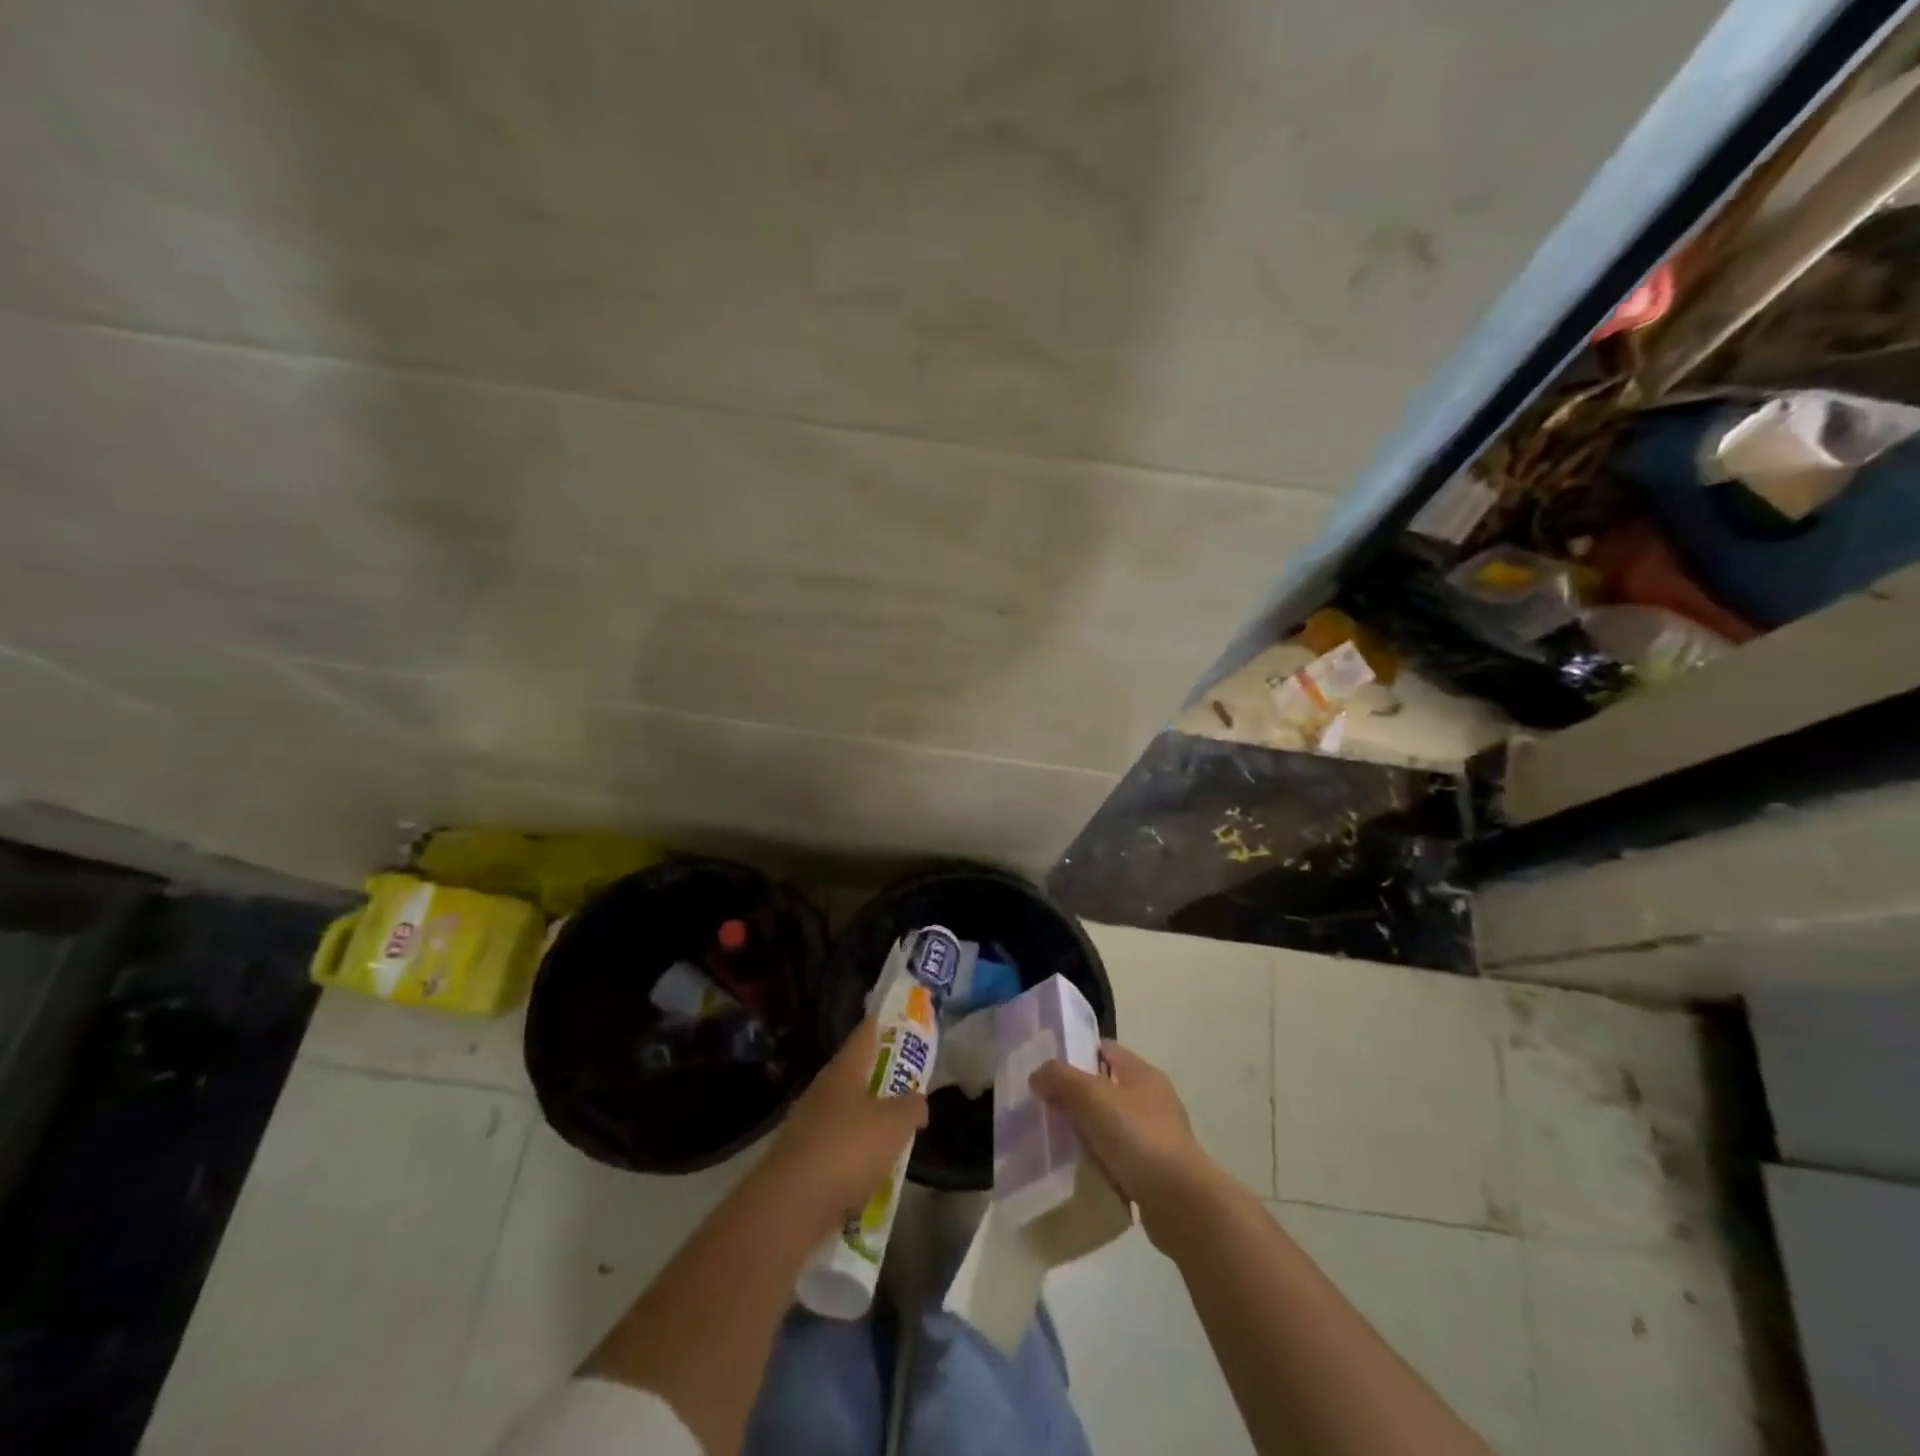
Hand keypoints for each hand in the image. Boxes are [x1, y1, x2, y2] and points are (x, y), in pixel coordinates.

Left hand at [764, 1016, 928, 1239]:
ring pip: (844, 1113)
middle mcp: (822, 1090)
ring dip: (865, 1121)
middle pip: (854, 1074)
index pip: (866, 1034)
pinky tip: (868, 1175)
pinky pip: (834, 1149)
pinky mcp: (798, 1160)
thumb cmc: (848, 1149)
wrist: (790, 1205)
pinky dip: (851, 1156)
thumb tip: (918, 1100)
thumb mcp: (895, 1125)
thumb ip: (912, 1107)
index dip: (884, 1024)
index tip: (899, 1019)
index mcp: (844, 1070)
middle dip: (879, 1078)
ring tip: (891, 1135)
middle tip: (905, 1084)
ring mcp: (806, 1124)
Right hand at [1031, 1041, 1224, 1247]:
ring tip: (1058, 1145)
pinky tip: (1082, 1173)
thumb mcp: (1092, 1098)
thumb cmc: (1138, 1139)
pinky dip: (1101, 1163)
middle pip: (1105, 1088)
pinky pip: (1120, 1158)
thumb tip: (1038, 1075)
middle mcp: (1153, 1098)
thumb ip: (1060, 1079)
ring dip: (1088, 1133)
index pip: (1104, 1049)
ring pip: (1111, 1125)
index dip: (1075, 1054)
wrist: (1182, 1204)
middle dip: (1076, 1098)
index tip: (1047, 1072)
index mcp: (1142, 1073)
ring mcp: (1158, 1136)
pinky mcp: (1157, 1171)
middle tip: (1046, 1110)